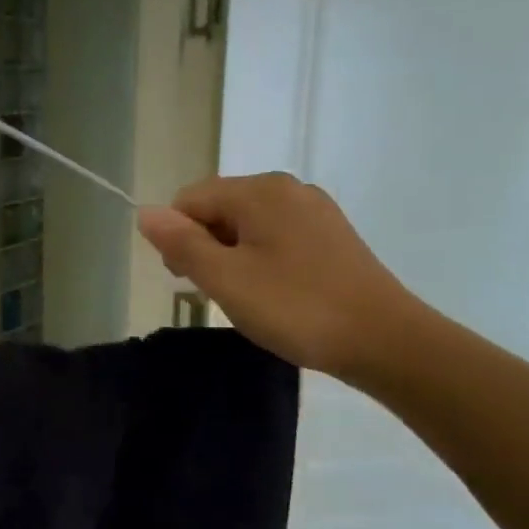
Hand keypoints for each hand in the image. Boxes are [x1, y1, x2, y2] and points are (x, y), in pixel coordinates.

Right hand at [137, 172, 422, 382]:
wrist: (384, 340)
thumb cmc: (295, 307)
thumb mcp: (225, 279)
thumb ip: (181, 243)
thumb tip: (145, 212)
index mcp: (259, 191)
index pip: (189, 200)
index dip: (177, 239)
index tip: (189, 281)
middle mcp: (287, 188)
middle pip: (217, 208)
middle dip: (203, 246)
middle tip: (217, 292)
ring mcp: (314, 210)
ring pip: (245, 224)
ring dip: (230, 256)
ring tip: (246, 296)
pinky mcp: (330, 235)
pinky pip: (274, 236)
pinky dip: (259, 259)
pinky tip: (273, 291)